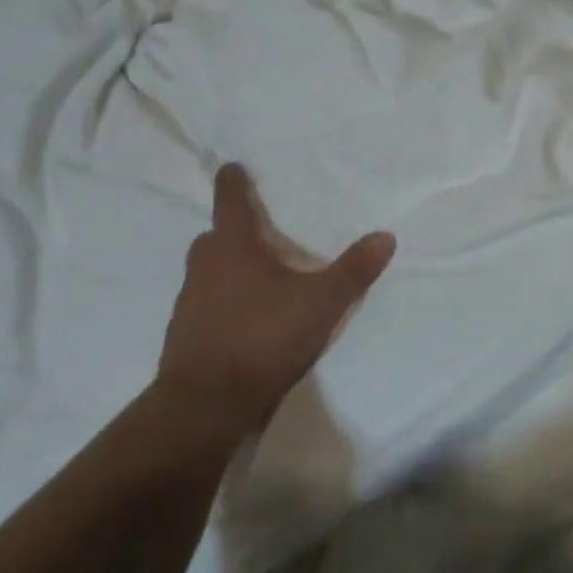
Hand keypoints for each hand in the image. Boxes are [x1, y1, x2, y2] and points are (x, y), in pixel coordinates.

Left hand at [156, 163, 394, 440]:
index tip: (232, 167)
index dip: (233, 182)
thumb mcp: (322, 302)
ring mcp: (189, 304)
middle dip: (231, 229)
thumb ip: (354, 269)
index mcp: (232, 248)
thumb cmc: (263, 337)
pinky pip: (207, 304)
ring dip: (228, 267)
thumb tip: (386, 236)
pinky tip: (249, 316)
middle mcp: (204, 268)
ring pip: (207, 272)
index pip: (231, 203)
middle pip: (213, 238)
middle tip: (258, 227)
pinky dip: (224, 300)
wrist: (206, 405)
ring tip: (260, 274)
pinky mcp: (186, 336)